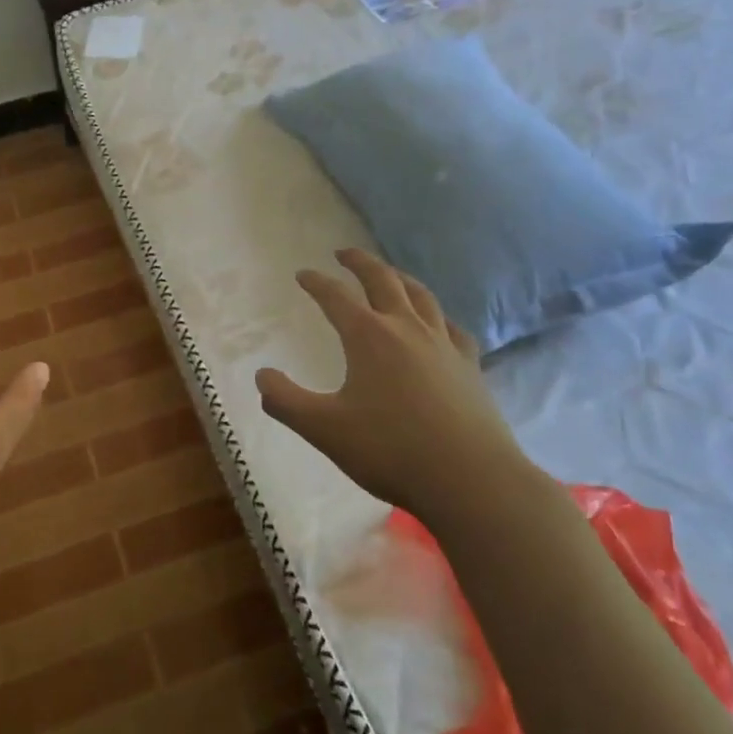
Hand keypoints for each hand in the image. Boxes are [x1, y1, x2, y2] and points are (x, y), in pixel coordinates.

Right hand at [255, 248, 527, 517]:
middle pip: (383, 280)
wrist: (471, 480)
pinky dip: (438, 316)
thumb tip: (262, 376)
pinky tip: (437, 325)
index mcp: (368, 336)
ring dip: (399, 278)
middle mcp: (406, 328)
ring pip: (421, 296)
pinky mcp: (469, 366)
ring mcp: (443, 345)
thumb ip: (285, 401)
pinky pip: (452, 327)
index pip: (335, 296)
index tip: (302, 274)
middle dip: (360, 262)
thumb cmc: (391, 450)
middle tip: (344, 253)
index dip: (316, 283)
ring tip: (390, 274)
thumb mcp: (324, 429)